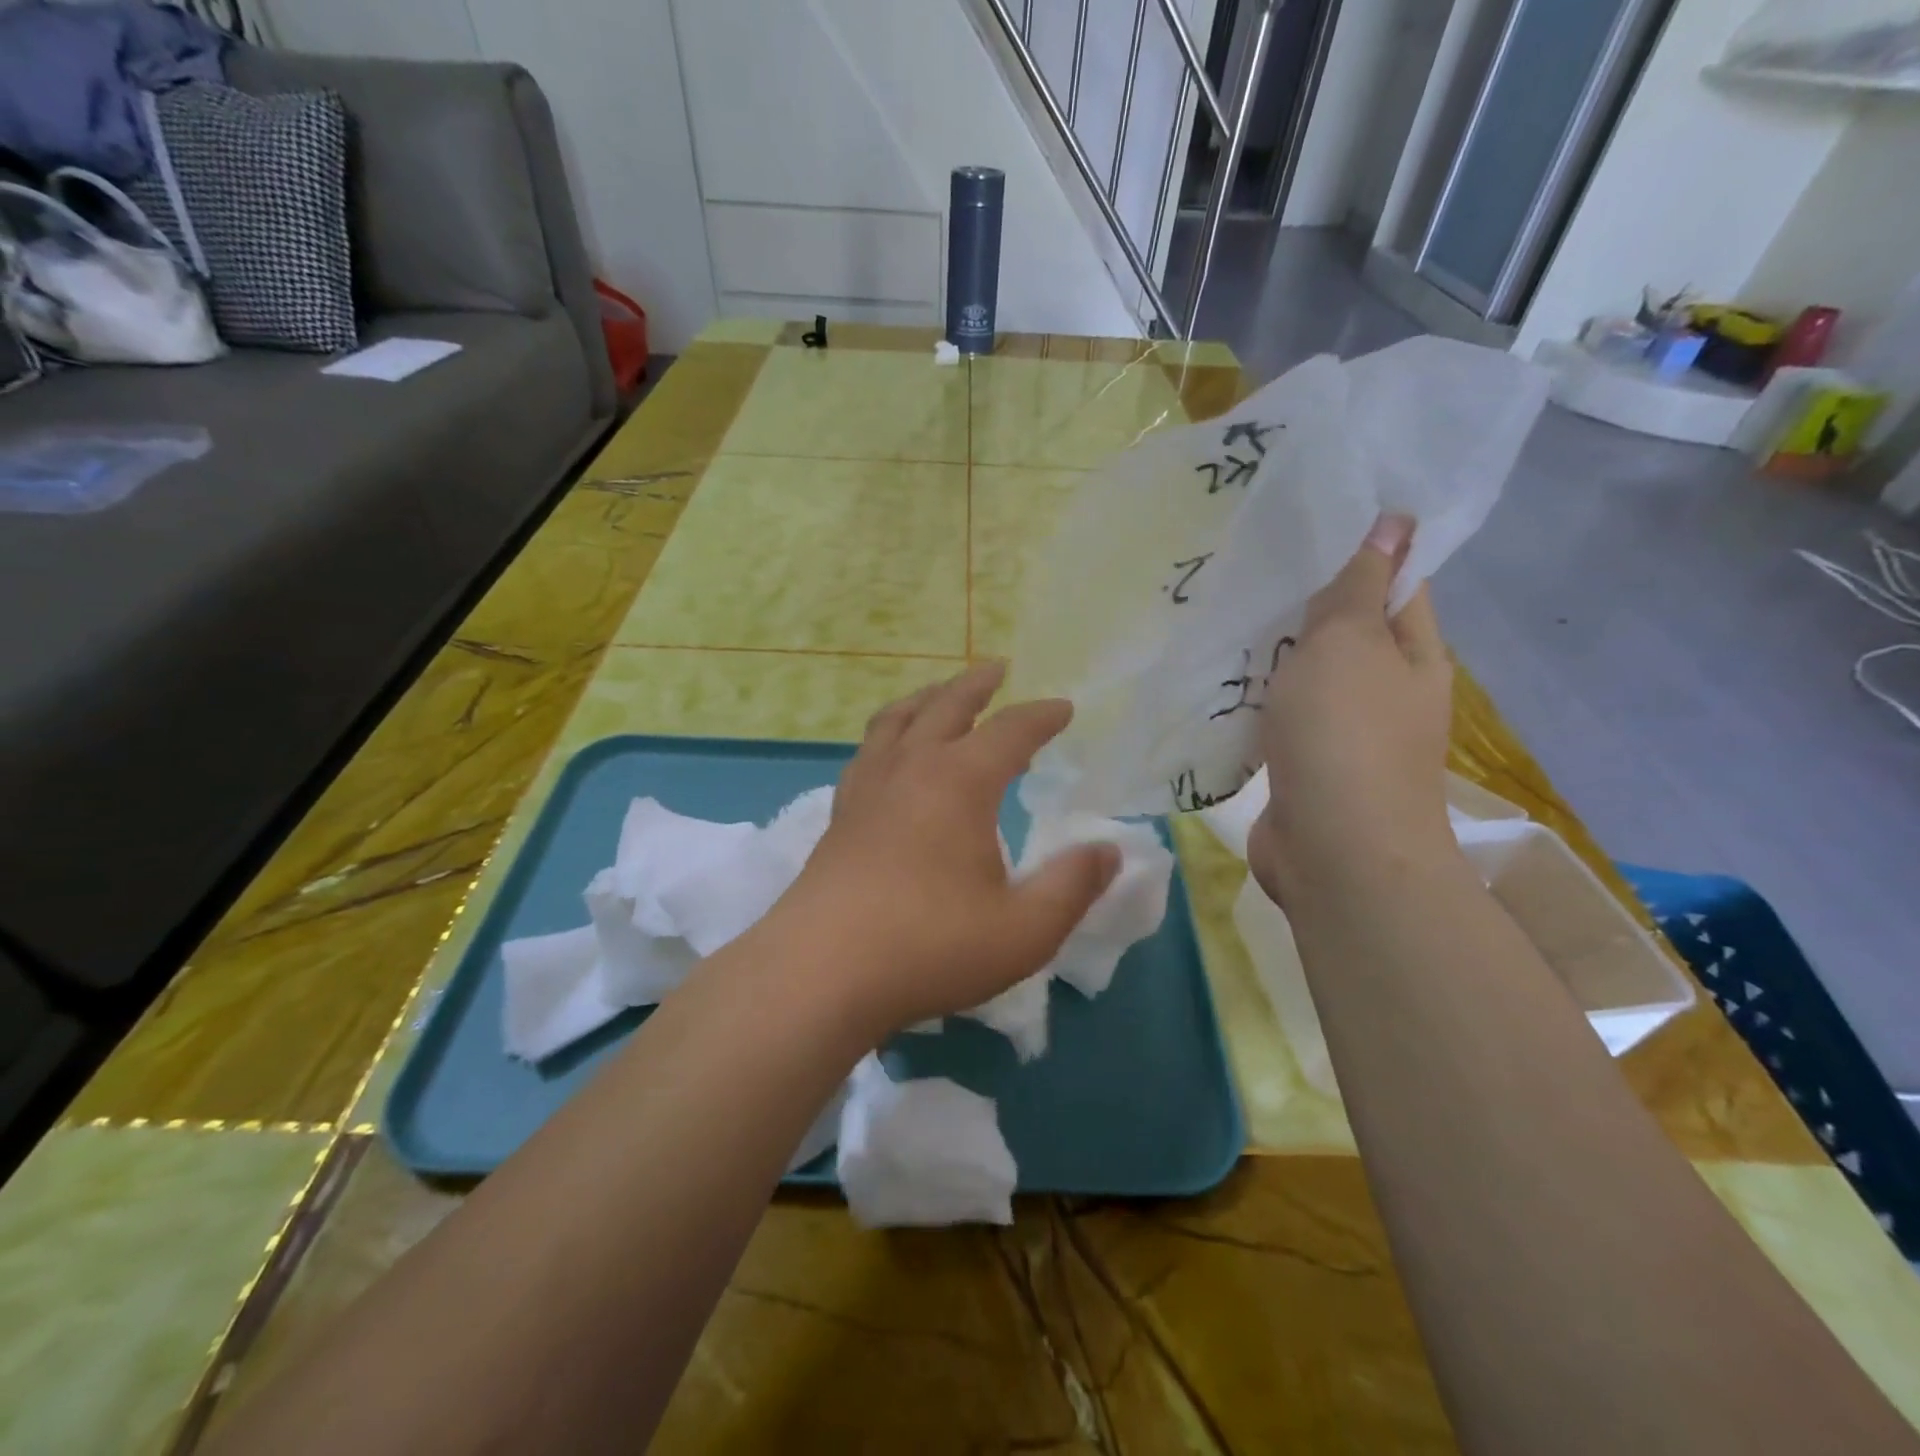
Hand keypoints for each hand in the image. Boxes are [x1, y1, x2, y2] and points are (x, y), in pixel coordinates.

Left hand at [781, 662, 1120, 1036]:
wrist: (820, 972)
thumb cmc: (930, 946)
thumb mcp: (1024, 930)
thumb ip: (1073, 886)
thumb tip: (1109, 850)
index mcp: (960, 781)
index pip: (1011, 730)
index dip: (1042, 716)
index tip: (1064, 708)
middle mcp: (911, 768)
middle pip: (946, 705)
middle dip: (977, 684)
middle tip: (997, 669)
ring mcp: (867, 788)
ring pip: (897, 720)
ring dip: (926, 699)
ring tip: (941, 695)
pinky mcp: (839, 815)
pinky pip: (867, 752)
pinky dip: (888, 735)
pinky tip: (891, 756)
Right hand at [1248, 514, 1456, 904]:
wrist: (1335, 850)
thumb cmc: (1345, 734)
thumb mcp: (1349, 643)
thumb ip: (1359, 585)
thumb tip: (1395, 521)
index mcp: (1413, 652)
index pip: (1395, 582)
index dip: (1359, 548)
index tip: (1305, 524)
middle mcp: (1388, 689)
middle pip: (1346, 630)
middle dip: (1302, 602)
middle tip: (1248, 567)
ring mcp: (1347, 732)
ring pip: (1308, 675)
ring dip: (1274, 653)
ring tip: (1226, 615)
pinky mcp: (1308, 765)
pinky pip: (1282, 716)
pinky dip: (1258, 698)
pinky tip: (1221, 680)